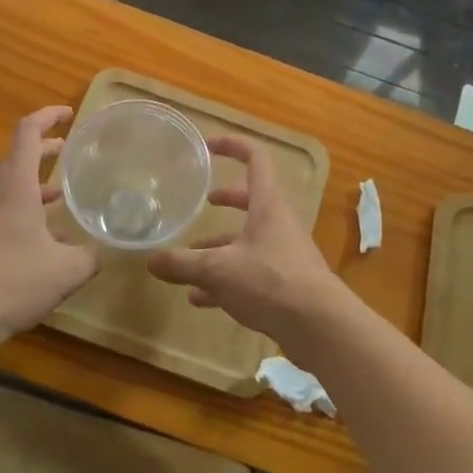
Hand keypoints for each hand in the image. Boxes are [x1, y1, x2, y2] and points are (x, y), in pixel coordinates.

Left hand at [0, 107, 96, 340]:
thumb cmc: (16, 280)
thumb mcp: (69, 269)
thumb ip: (91, 255)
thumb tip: (104, 252)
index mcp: (15, 183)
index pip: (28, 131)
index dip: (48, 116)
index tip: (69, 115)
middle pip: (17, 155)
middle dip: (45, 149)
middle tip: (69, 151)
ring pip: (8, 183)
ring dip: (34, 182)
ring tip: (61, 194)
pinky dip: (21, 206)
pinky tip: (42, 235)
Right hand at [147, 136, 356, 350]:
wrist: (320, 327)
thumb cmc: (271, 282)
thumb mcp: (218, 270)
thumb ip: (183, 264)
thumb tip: (152, 261)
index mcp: (267, 205)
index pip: (255, 159)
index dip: (232, 146)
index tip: (208, 146)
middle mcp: (278, 224)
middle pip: (252, 200)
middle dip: (227, 199)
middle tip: (205, 201)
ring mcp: (283, 254)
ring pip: (248, 240)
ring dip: (220, 246)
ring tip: (189, 260)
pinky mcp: (284, 284)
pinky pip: (249, 273)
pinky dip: (224, 280)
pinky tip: (199, 298)